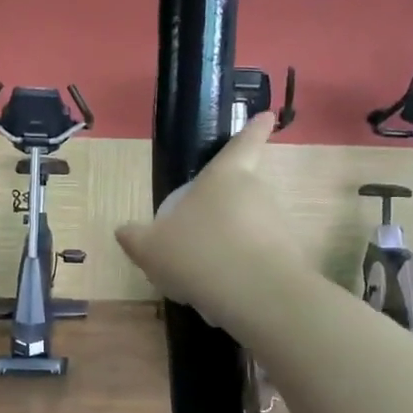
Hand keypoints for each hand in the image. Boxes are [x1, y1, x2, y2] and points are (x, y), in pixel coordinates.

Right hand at [115, 112, 304, 331]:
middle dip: (221, 211)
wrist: (255, 295)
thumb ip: (135, 238)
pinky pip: (256, 259)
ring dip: (227, 246)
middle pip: (239, 193)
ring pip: (247, 229)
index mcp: (224, 177)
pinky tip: (219, 295)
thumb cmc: (197, 252)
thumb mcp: (151, 247)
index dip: (254, 129)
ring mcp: (276, 225)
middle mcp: (256, 193)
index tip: (268, 116)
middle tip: (195, 236)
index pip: (242, 144)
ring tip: (201, 276)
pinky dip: (238, 272)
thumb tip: (125, 231)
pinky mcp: (288, 258)